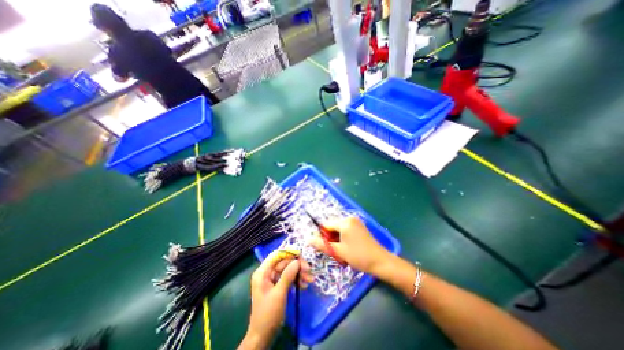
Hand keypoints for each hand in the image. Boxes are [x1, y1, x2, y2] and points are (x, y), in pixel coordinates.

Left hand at [241, 250, 314, 348]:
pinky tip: (304, 285)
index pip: (276, 255)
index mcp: (263, 272)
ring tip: (309, 280)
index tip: (301, 256)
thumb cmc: (268, 315)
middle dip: (297, 266)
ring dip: (299, 273)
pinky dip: (296, 280)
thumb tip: (297, 261)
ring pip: (288, 270)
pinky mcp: (278, 285)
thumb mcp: (279, 294)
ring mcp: (272, 279)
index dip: (289, 253)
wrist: (263, 336)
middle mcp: (267, 273)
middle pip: (284, 262)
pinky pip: (288, 277)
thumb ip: (287, 275)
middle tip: (309, 271)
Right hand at [306, 216, 388, 275]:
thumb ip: (323, 245)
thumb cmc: (359, 256)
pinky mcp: (360, 228)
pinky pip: (346, 232)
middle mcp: (350, 219)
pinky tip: (347, 250)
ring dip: (337, 241)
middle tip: (334, 252)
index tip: (321, 247)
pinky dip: (343, 240)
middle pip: (333, 228)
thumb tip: (308, 239)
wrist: (382, 262)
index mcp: (345, 222)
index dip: (322, 236)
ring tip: (341, 253)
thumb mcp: (339, 251)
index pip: (327, 225)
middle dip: (331, 239)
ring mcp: (356, 223)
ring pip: (339, 231)